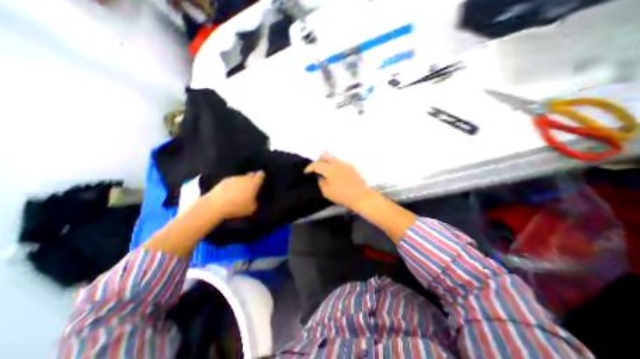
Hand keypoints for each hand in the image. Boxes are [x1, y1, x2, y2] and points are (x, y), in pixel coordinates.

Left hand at [205, 171, 264, 217]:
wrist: (215, 205)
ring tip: (240, 192)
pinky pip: (232, 182)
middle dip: (252, 179)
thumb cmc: (238, 206)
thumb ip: (255, 200)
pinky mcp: (223, 181)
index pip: (261, 175)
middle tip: (252, 187)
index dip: (262, 177)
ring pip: (241, 178)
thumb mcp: (252, 208)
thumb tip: (254, 198)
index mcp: (254, 182)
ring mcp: (234, 178)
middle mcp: (245, 177)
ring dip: (242, 183)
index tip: (262, 181)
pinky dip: (233, 186)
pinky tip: (231, 194)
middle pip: (251, 175)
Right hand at [304, 151, 376, 209]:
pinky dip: (335, 166)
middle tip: (317, 169)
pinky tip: (337, 174)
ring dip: (328, 163)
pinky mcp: (352, 166)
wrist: (361, 196)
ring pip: (333, 158)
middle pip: (325, 155)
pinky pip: (340, 162)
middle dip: (319, 160)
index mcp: (329, 169)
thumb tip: (321, 177)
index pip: (316, 164)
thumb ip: (321, 182)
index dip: (309, 168)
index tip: (307, 172)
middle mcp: (337, 163)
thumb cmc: (343, 196)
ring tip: (327, 172)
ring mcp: (345, 163)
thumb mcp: (327, 192)